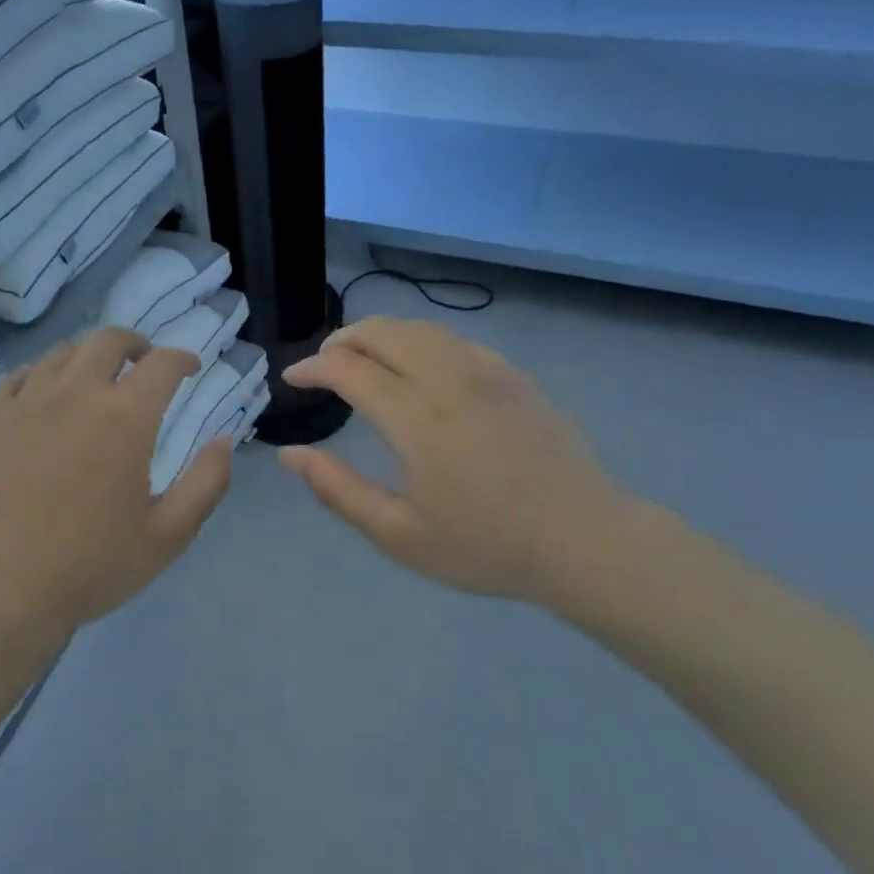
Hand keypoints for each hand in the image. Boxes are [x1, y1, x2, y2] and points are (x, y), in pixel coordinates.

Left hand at [0, 328, 233, 646]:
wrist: (2, 593)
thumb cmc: (93, 566)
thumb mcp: (169, 535)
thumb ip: (207, 482)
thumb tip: (224, 439)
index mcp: (125, 418)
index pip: (162, 363)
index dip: (182, 358)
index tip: (189, 368)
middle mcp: (76, 393)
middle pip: (109, 340)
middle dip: (136, 345)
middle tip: (143, 366)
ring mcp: (26, 401)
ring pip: (64, 352)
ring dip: (90, 358)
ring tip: (96, 382)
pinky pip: (21, 375)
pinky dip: (44, 375)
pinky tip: (47, 399)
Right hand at [280, 318, 643, 614]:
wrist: (583, 540)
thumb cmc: (486, 545)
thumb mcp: (400, 534)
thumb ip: (338, 490)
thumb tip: (290, 454)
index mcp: (416, 416)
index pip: (348, 368)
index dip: (312, 367)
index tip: (292, 378)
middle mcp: (448, 378)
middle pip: (381, 332)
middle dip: (342, 339)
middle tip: (322, 364)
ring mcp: (486, 370)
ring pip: (419, 328)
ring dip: (380, 333)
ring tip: (362, 357)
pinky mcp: (513, 375)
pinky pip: (454, 339)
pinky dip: (420, 340)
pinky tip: (419, 365)